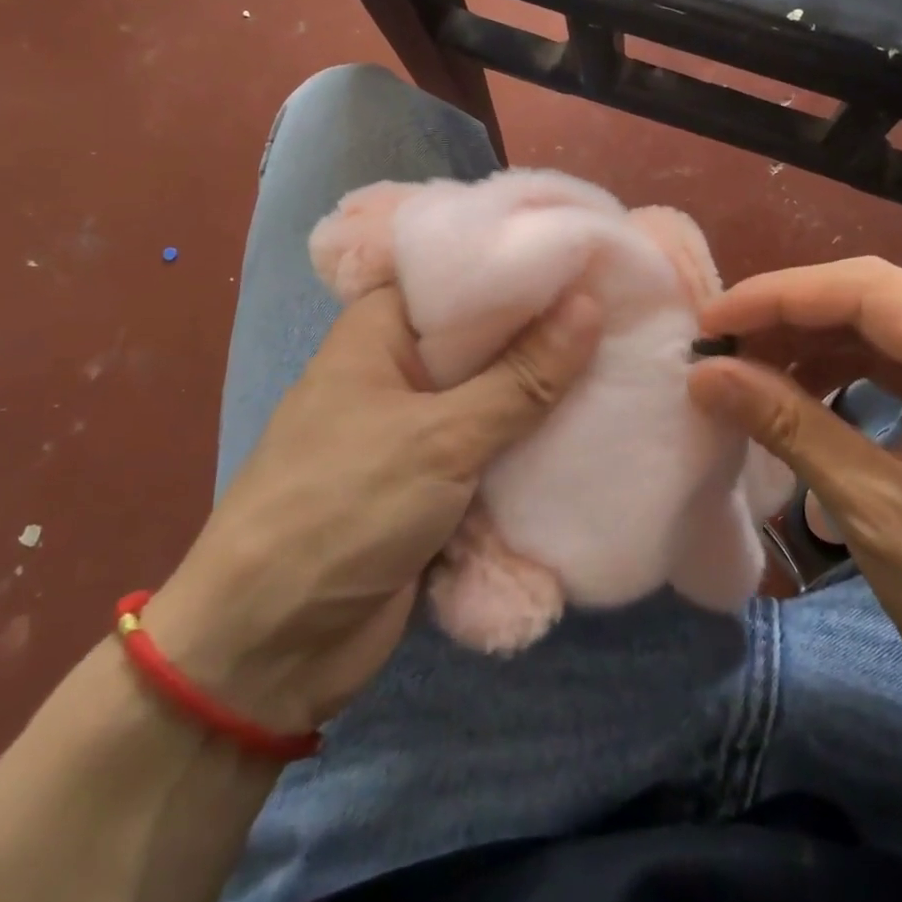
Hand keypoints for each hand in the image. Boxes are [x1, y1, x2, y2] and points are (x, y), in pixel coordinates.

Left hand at [143, 286, 600, 738]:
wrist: (269, 649)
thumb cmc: (341, 510)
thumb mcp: (440, 437)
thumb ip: (521, 377)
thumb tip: (590, 304)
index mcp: (382, 330)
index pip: (464, 274)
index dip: (525, 263)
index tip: (595, 253)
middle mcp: (402, 368)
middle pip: (489, 338)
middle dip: (551, 333)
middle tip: (632, 307)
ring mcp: (421, 427)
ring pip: (499, 395)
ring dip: (550, 393)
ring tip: (632, 359)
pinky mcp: (438, 481)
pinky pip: (498, 448)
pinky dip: (536, 444)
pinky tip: (600, 425)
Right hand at [687, 258, 901, 735]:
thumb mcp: (874, 511)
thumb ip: (788, 426)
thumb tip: (706, 373)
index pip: (873, 292)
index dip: (782, 296)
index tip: (714, 320)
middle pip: (880, 298)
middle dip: (792, 314)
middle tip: (724, 342)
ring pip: (887, 325)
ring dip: (814, 339)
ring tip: (752, 367)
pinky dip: (844, 367)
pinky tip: (802, 390)